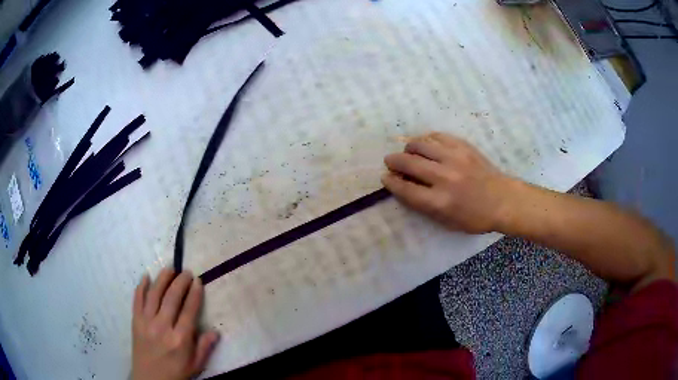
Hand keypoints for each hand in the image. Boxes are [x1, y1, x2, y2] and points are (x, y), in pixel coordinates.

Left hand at [132, 269, 219, 379]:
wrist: (150, 378)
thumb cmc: (176, 372)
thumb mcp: (195, 365)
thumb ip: (205, 347)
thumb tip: (215, 331)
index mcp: (180, 339)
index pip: (189, 311)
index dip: (194, 294)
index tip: (198, 281)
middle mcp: (163, 327)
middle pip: (172, 298)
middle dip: (180, 282)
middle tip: (187, 272)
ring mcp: (146, 322)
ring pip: (154, 294)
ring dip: (162, 279)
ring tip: (170, 268)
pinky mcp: (135, 321)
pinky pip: (137, 299)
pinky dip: (141, 286)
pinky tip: (146, 276)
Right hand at [382, 132, 513, 233]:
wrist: (502, 200)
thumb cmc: (475, 217)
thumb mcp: (447, 222)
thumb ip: (424, 206)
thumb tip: (405, 187)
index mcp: (439, 201)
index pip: (405, 189)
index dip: (391, 182)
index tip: (385, 177)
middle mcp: (444, 177)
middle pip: (409, 163)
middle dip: (394, 161)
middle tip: (390, 161)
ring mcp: (454, 158)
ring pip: (421, 144)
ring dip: (409, 147)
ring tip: (408, 151)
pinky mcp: (463, 146)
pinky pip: (438, 136)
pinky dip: (427, 139)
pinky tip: (426, 144)